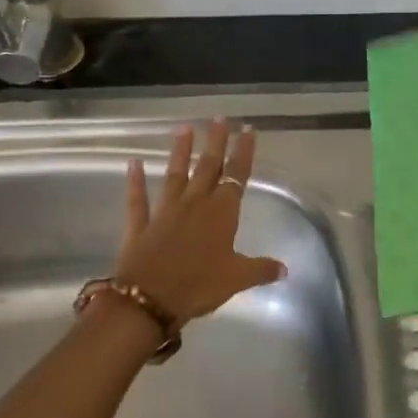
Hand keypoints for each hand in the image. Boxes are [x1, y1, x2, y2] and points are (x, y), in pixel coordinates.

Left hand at [115, 121, 285, 325]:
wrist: (149, 299)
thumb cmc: (199, 286)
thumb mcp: (237, 279)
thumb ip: (261, 269)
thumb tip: (285, 269)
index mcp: (222, 213)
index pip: (237, 176)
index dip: (243, 153)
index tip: (247, 130)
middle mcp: (195, 204)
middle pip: (208, 167)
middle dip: (216, 142)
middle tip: (219, 118)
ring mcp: (165, 212)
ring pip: (175, 175)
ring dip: (180, 152)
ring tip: (183, 128)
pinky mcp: (141, 225)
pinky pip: (138, 200)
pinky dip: (135, 181)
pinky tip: (132, 163)